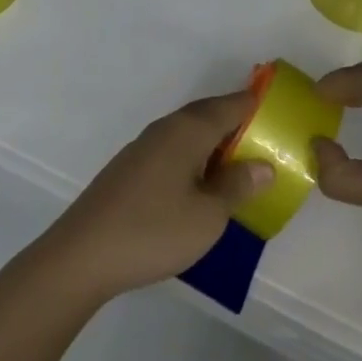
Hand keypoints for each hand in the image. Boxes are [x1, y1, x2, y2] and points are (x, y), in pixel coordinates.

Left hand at [37, 91, 273, 305]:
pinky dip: (194, 157)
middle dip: (237, 122)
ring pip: (189, 133)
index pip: (232, 104)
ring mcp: (144, 147)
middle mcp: (166, 128)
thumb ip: (238, 187)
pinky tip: (199, 184)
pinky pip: (173, 149)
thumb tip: (263, 165)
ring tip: (238, 165)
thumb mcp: (208, 215)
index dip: (257, 104)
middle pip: (209, 114)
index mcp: (189, 130)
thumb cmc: (153, 231)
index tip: (280, 110)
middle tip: (265, 140)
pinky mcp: (130, 169)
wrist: (81, 256)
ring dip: (214, 142)